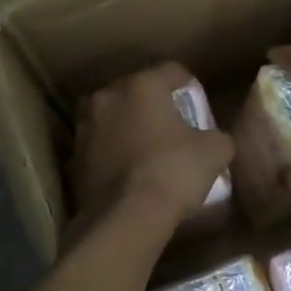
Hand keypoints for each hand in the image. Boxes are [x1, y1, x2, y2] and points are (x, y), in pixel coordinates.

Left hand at [70, 63, 233, 231]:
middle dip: (155, 106)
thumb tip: (215, 140)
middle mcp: (108, 96)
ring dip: (129, 127)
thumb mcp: (214, 152)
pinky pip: (100, 145)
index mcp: (142, 85)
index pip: (173, 71)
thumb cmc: (172, 172)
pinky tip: (129, 172)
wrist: (125, 219)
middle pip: (138, 91)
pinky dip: (113, 152)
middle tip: (174, 128)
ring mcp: (85, 126)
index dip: (191, 88)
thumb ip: (217, 136)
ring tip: (148, 150)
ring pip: (114, 117)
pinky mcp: (73, 157)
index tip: (199, 108)